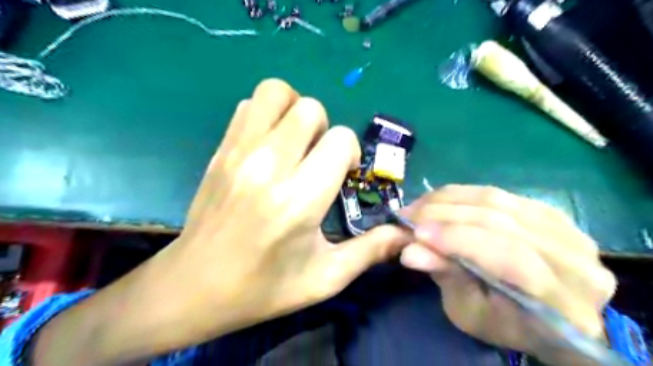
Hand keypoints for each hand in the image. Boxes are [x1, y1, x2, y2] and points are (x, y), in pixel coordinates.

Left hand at [157, 78, 409, 339]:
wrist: (194, 286)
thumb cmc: (264, 287)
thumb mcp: (325, 277)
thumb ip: (370, 250)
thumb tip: (405, 233)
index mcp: (299, 198)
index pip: (339, 140)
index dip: (348, 154)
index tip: (341, 176)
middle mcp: (269, 165)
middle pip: (310, 109)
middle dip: (324, 130)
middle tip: (317, 160)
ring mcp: (239, 152)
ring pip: (276, 92)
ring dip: (294, 112)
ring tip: (294, 144)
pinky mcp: (220, 150)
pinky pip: (248, 106)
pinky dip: (266, 115)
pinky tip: (268, 145)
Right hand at [398, 184, 617, 364]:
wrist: (546, 314)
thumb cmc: (505, 323)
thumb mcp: (470, 312)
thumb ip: (446, 276)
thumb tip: (409, 252)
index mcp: (564, 303)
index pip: (510, 257)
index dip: (459, 240)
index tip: (415, 233)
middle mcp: (577, 261)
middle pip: (503, 222)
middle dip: (446, 214)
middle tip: (408, 213)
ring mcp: (570, 230)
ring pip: (499, 201)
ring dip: (450, 199)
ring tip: (419, 204)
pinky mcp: (553, 213)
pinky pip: (501, 194)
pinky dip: (464, 194)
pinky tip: (440, 199)